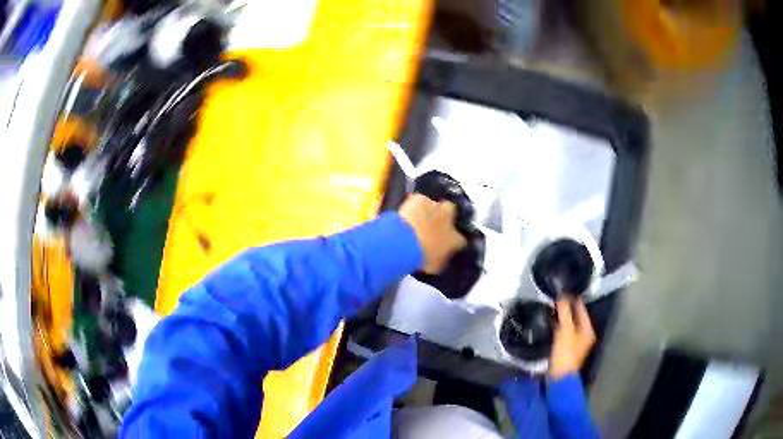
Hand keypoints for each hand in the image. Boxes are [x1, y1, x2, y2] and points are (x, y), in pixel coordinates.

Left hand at [398, 194, 466, 273]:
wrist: (404, 243)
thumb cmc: (421, 259)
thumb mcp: (435, 266)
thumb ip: (441, 260)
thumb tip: (440, 259)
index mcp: (455, 239)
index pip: (460, 239)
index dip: (453, 240)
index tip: (445, 244)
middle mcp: (449, 219)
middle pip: (452, 212)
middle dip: (445, 216)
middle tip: (435, 224)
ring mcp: (435, 206)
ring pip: (435, 204)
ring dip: (429, 210)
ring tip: (419, 218)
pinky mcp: (420, 198)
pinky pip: (419, 200)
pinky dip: (415, 204)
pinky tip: (408, 211)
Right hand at [548, 298, 595, 378]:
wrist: (559, 377)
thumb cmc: (565, 352)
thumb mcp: (565, 330)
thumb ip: (564, 312)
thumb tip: (562, 295)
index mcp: (588, 329)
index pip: (581, 309)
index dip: (572, 299)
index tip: (561, 290)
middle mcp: (584, 334)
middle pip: (575, 317)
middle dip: (565, 308)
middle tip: (553, 299)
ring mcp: (576, 342)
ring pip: (568, 324)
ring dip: (560, 317)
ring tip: (549, 308)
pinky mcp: (566, 348)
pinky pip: (562, 332)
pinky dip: (557, 327)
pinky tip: (549, 323)